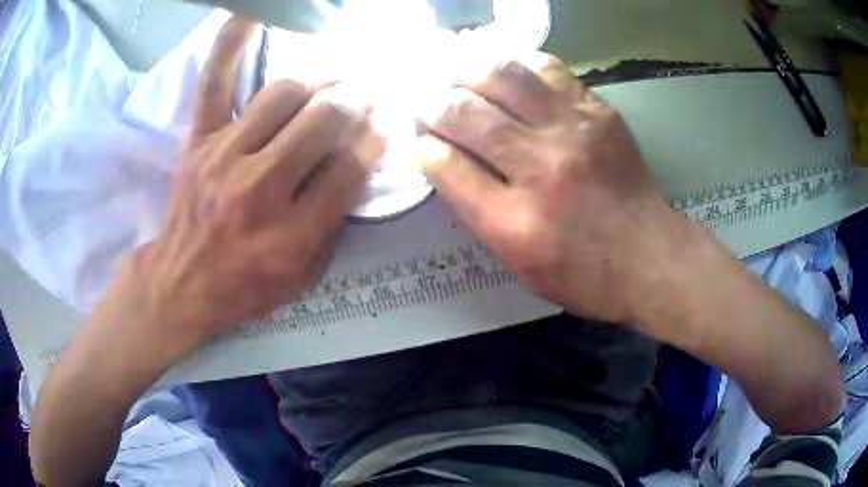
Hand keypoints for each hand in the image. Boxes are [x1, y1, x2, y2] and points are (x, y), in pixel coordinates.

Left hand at [121, 16, 383, 344]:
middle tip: (371, 91)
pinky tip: (251, 13)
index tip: (385, 123)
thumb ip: (335, 222)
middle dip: (358, 101)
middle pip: (323, 120)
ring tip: (335, 79)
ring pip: (285, 94)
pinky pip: (215, 82)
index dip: (375, 138)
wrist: (180, 284)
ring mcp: (224, 156)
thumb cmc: (245, 287)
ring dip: (321, 81)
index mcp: (291, 233)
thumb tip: (359, 161)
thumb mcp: (304, 276)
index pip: (350, 166)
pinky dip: (231, 44)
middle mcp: (260, 187)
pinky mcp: (199, 141)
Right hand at [415, 54, 678, 324]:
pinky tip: (503, 67)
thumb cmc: (583, 274)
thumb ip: (480, 213)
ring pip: (503, 77)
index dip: (424, 148)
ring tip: (451, 70)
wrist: (649, 256)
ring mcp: (573, 132)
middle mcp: (540, 169)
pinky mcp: (598, 112)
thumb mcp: (520, 263)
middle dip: (431, 102)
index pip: (446, 167)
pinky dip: (517, 63)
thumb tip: (448, 163)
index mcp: (513, 223)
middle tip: (421, 97)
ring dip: (466, 69)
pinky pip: (547, 69)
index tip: (420, 141)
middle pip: (466, 115)